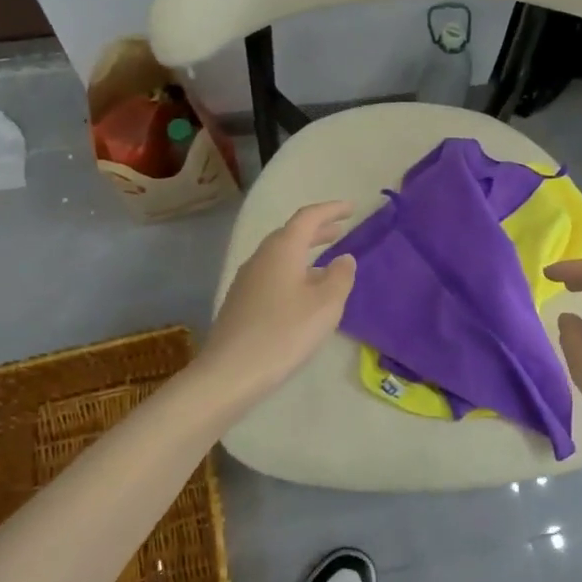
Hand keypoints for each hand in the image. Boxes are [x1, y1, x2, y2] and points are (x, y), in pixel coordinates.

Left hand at [201, 202, 356, 402]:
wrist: (230, 372)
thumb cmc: (284, 333)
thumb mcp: (325, 305)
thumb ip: (340, 277)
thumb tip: (344, 258)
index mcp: (282, 249)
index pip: (308, 217)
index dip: (331, 210)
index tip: (351, 208)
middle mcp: (261, 257)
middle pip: (291, 234)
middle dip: (317, 230)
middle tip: (340, 230)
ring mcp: (246, 279)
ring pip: (280, 255)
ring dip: (304, 252)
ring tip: (326, 262)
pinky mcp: (240, 301)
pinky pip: (272, 274)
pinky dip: (292, 271)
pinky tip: (302, 292)